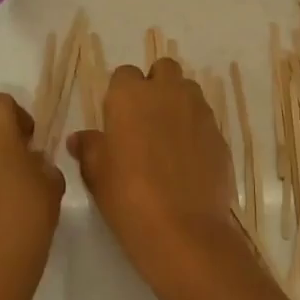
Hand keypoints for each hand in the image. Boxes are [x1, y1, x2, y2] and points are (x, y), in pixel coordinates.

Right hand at [67, 58, 247, 292]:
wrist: (183, 230)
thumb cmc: (128, 196)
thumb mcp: (96, 174)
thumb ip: (89, 148)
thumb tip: (80, 138)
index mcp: (130, 95)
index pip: (124, 75)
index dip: (121, 94)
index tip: (117, 119)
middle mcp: (167, 93)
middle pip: (163, 70)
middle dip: (155, 86)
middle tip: (145, 120)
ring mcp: (199, 112)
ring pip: (188, 91)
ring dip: (178, 103)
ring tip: (168, 138)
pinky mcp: (220, 135)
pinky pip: (205, 121)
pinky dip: (196, 130)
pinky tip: (188, 160)